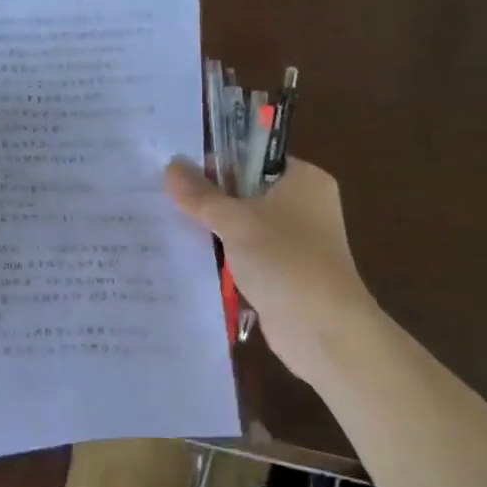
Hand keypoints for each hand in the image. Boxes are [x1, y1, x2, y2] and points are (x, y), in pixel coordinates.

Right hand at [165, 157, 376, 385]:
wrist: (322, 329)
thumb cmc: (284, 259)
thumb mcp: (235, 221)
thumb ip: (200, 194)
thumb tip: (171, 165)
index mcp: (304, 179)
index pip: (254, 158)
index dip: (217, 162)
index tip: (178, 170)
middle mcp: (304, 205)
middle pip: (246, 192)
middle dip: (209, 199)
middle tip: (164, 197)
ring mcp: (296, 242)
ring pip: (243, 226)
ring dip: (213, 231)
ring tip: (166, 225)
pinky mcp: (284, 273)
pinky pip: (245, 256)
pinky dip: (222, 258)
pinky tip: (186, 259)